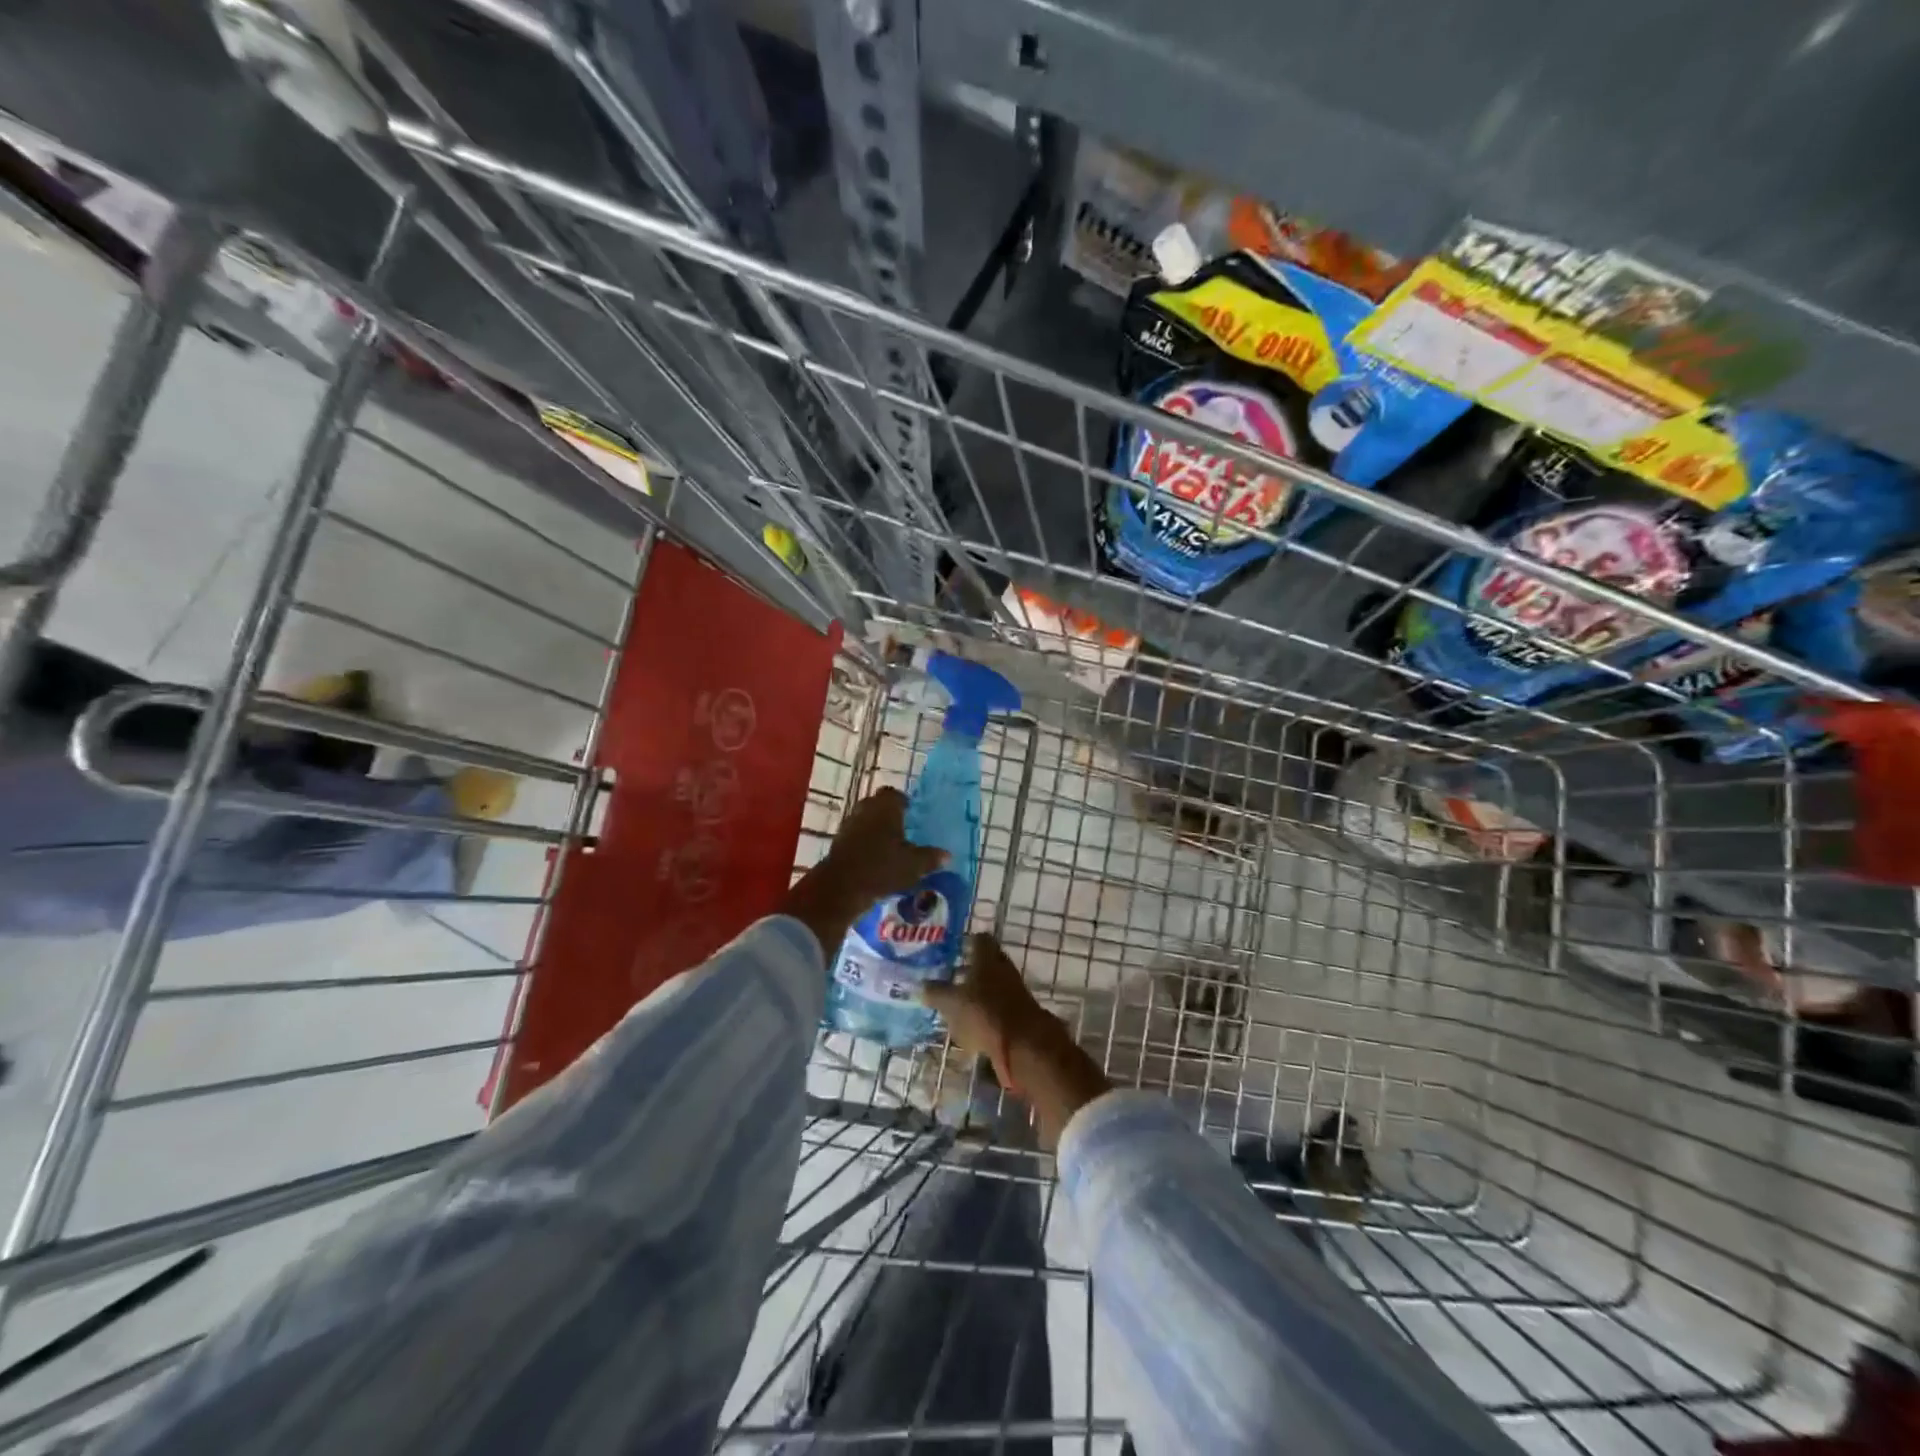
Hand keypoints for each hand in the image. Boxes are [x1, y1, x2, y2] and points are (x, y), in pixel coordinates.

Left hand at [782, 788, 945, 955]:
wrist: (842, 887)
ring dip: (877, 830)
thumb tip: (947, 855)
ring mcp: (849, 824)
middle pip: (879, 806)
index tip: (913, 814)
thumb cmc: (882, 867)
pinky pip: (857, 836)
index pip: (895, 795)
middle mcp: (866, 809)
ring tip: (892, 846)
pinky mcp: (839, 842)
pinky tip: (876, 859)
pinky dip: (866, 843)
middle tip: (905, 829)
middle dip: (890, 816)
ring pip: (866, 821)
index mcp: (886, 807)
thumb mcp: (914, 865)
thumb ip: (931, 858)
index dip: (904, 803)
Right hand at [922, 934, 1109, 1148]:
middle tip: (951, 975)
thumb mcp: (951, 1003)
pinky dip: (987, 1011)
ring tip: (958, 1002)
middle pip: (988, 962)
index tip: (954, 948)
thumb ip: (936, 992)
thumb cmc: (985, 1013)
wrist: (1025, 1045)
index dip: (967, 941)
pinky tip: (973, 1024)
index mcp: (987, 958)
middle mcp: (1003, 968)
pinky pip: (999, 1006)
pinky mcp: (1020, 1014)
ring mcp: (1015, 991)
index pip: (979, 939)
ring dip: (979, 991)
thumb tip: (920, 986)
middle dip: (971, 968)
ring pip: (993, 984)